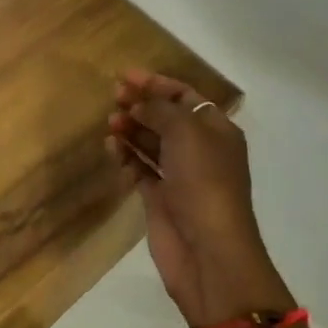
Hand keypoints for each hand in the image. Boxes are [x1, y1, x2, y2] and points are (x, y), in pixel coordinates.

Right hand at [107, 70, 292, 326]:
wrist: (208, 251)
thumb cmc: (204, 182)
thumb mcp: (186, 132)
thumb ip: (160, 110)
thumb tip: (139, 104)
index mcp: (217, 131)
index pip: (186, 97)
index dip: (157, 84)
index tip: (126, 76)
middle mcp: (200, 150)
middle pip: (166, 118)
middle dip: (141, 104)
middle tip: (114, 96)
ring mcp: (180, 176)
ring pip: (151, 143)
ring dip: (131, 129)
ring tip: (110, 122)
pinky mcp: (161, 199)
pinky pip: (140, 168)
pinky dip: (126, 156)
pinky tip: (112, 148)